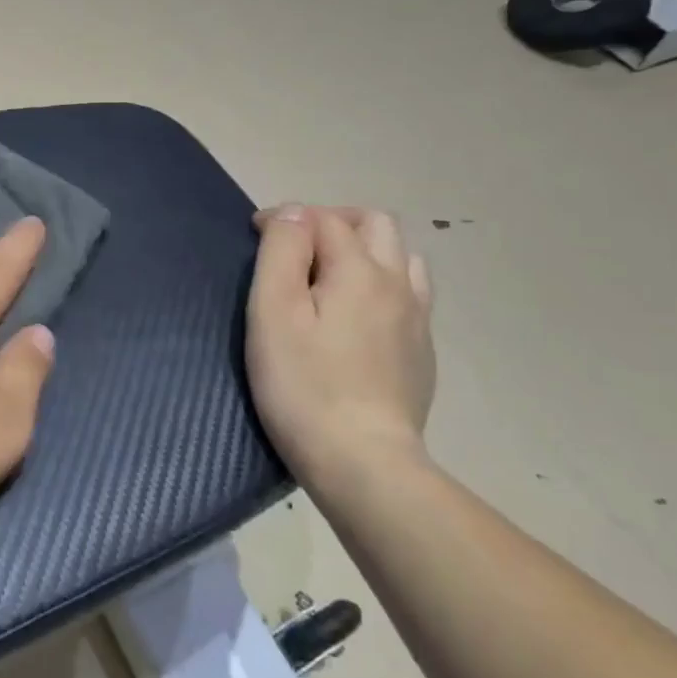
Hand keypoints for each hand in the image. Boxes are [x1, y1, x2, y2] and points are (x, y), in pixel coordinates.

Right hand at [246, 205, 435, 493]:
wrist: (363, 462)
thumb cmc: (302, 383)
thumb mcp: (273, 311)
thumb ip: (282, 252)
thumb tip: (294, 214)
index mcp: (359, 270)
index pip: (324, 219)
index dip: (286, 217)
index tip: (254, 234)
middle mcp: (397, 285)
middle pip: (376, 224)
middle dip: (333, 221)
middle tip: (297, 245)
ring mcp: (417, 321)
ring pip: (402, 258)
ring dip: (366, 250)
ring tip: (331, 275)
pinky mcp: (422, 354)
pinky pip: (409, 297)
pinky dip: (381, 285)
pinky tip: (357, 316)